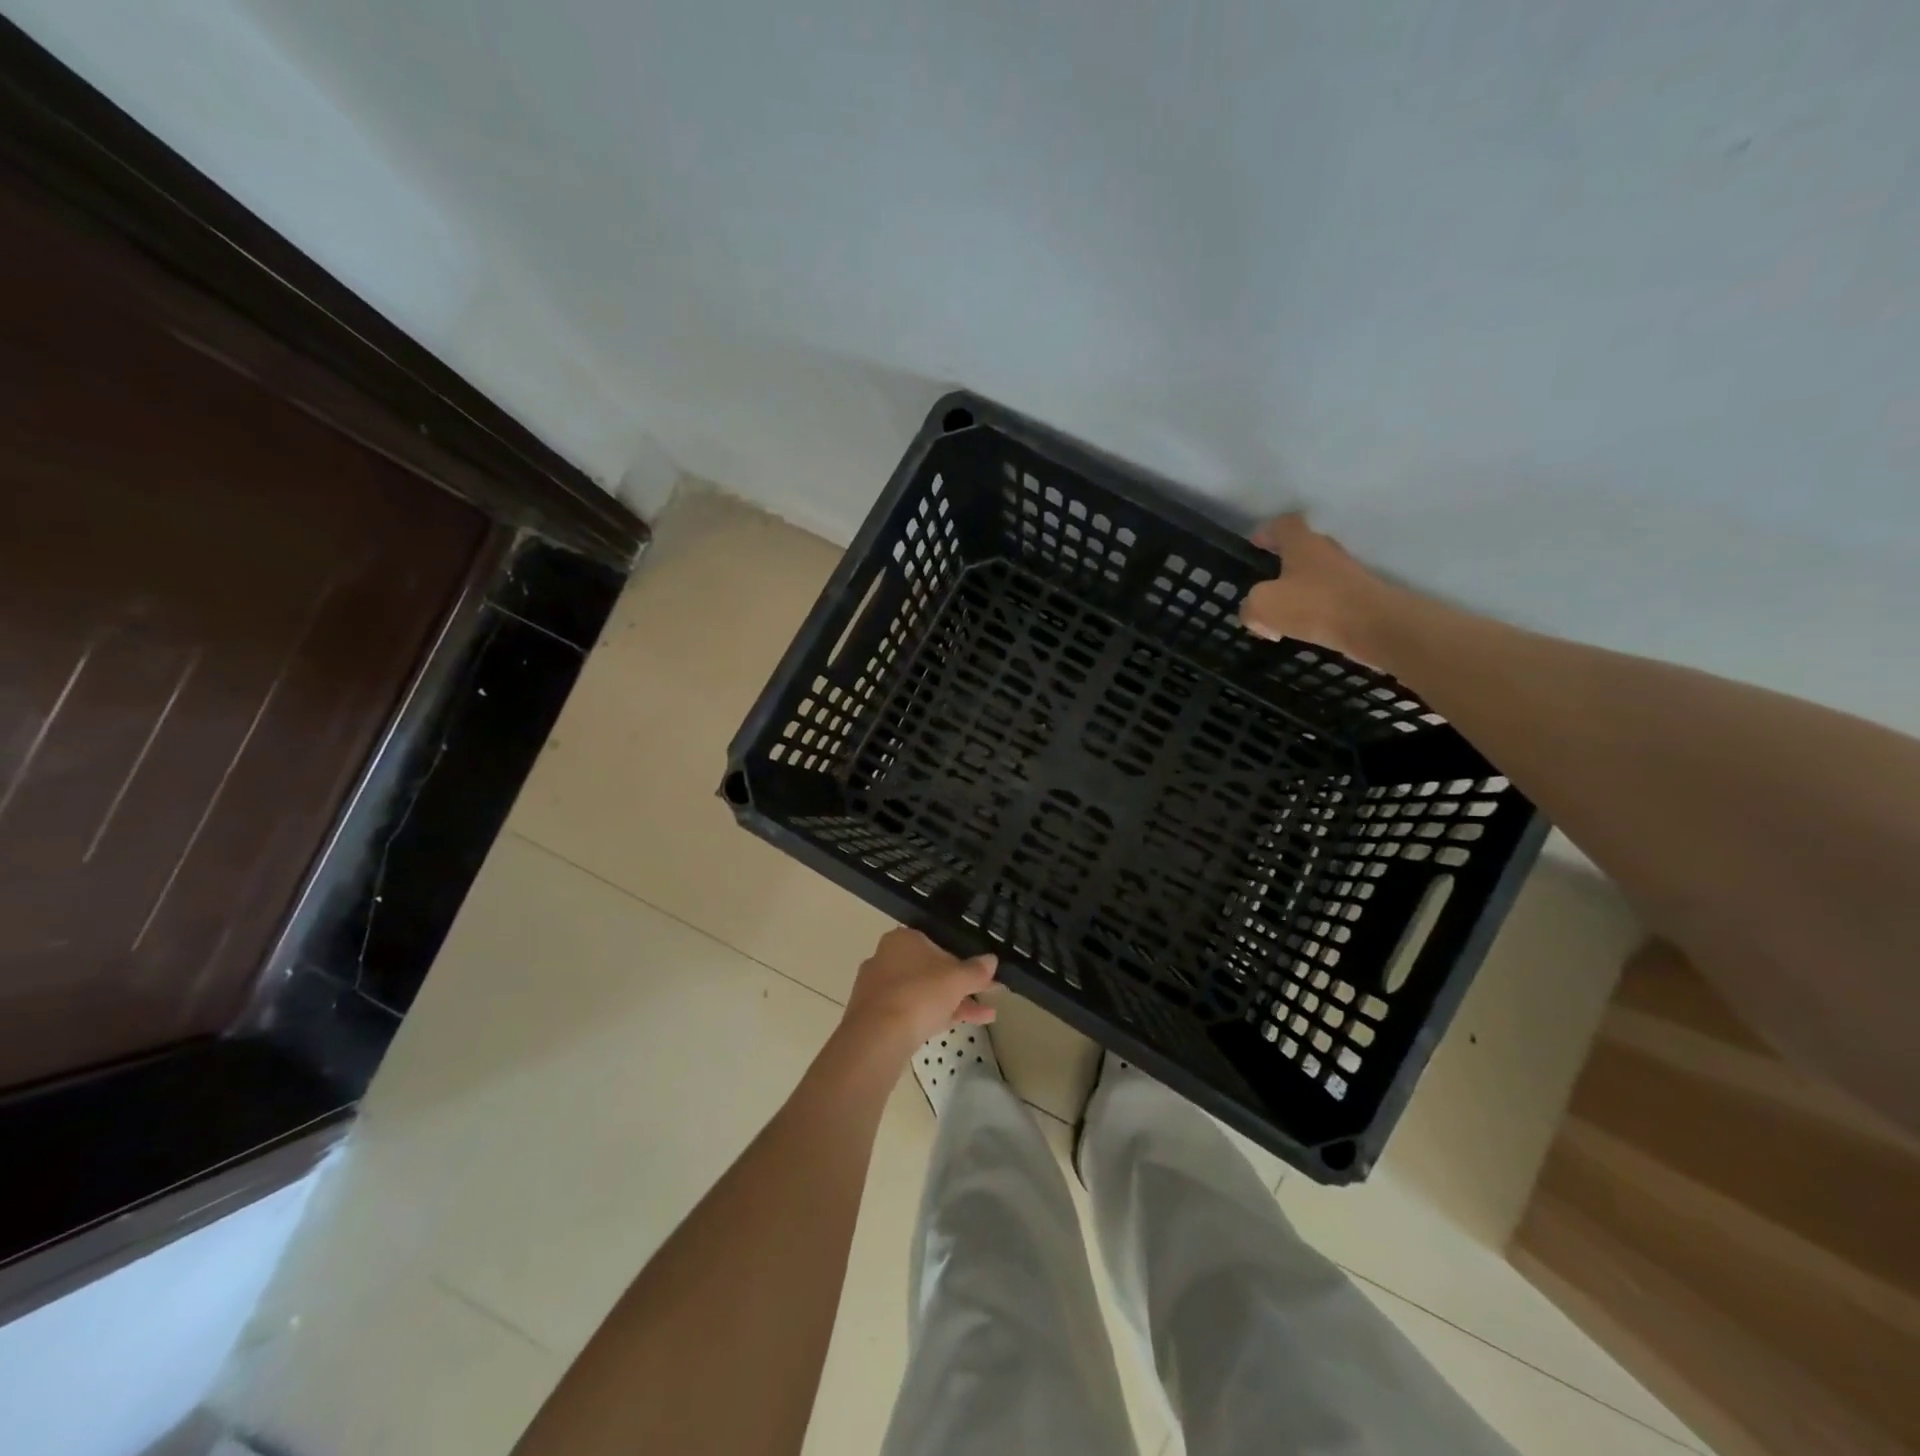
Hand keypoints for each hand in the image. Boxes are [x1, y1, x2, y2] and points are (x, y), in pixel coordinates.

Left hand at [839, 928, 996, 1062]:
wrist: (877, 1036)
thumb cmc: (919, 993)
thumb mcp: (956, 979)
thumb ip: (976, 970)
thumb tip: (992, 960)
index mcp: (902, 939)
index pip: (938, 944)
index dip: (963, 960)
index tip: (983, 975)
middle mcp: (886, 958)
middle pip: (930, 971)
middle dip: (961, 985)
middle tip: (987, 996)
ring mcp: (878, 989)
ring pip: (923, 993)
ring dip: (953, 1003)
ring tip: (986, 1016)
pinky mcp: (875, 1017)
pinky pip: (911, 1012)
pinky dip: (934, 1016)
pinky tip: (957, 1026)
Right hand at [1239, 513, 1394, 663]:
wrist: (1374, 625)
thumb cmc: (1314, 604)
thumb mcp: (1263, 606)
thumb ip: (1249, 607)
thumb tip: (1255, 614)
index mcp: (1302, 544)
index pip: (1283, 525)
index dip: (1266, 533)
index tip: (1255, 547)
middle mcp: (1325, 552)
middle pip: (1299, 550)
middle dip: (1280, 567)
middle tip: (1264, 587)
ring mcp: (1346, 574)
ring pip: (1313, 577)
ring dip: (1296, 593)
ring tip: (1280, 618)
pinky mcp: (1358, 597)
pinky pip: (1327, 598)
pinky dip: (1313, 611)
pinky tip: (1303, 631)